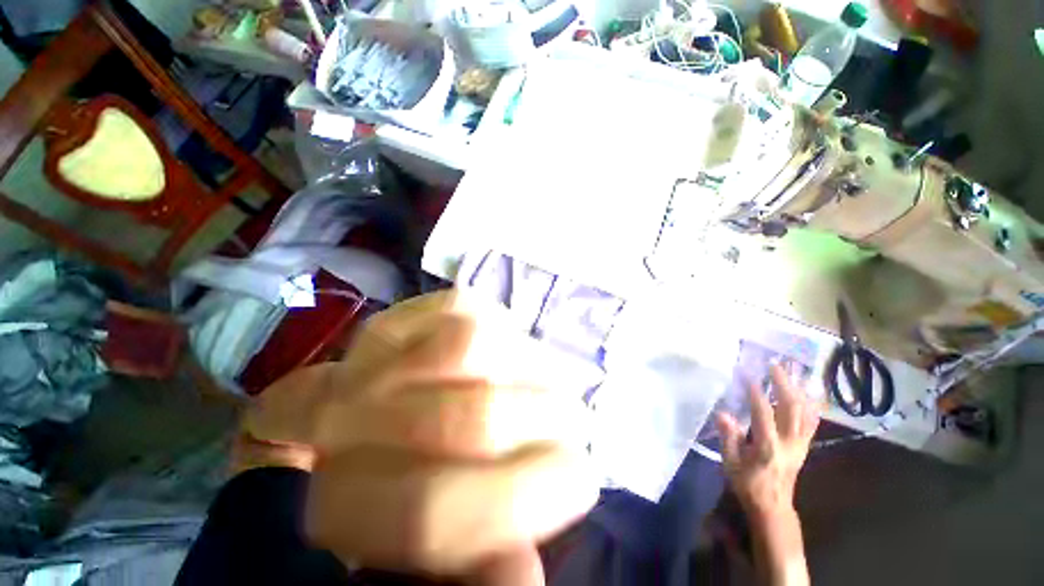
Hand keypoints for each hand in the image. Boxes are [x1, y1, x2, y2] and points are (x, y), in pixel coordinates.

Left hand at [238, 290, 597, 584]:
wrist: (342, 419)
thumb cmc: (389, 484)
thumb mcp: (430, 546)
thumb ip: (474, 566)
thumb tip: (526, 567)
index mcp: (345, 507)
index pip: (437, 512)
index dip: (529, 495)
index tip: (580, 479)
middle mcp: (346, 424)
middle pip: (472, 417)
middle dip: (546, 418)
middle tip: (573, 421)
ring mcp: (369, 355)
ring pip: (472, 344)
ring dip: (528, 365)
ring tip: (544, 378)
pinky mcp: (396, 312)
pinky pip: (461, 306)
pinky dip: (498, 322)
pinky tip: (508, 344)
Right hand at [715, 364, 819, 516]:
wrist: (773, 507)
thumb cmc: (747, 484)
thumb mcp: (730, 463)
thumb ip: (728, 437)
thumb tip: (723, 413)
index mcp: (767, 447)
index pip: (763, 413)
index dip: (756, 392)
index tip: (747, 373)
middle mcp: (789, 443)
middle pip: (792, 408)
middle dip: (784, 384)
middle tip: (775, 365)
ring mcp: (801, 444)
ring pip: (806, 413)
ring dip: (799, 390)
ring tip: (793, 372)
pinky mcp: (805, 446)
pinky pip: (812, 421)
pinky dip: (811, 404)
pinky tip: (808, 392)